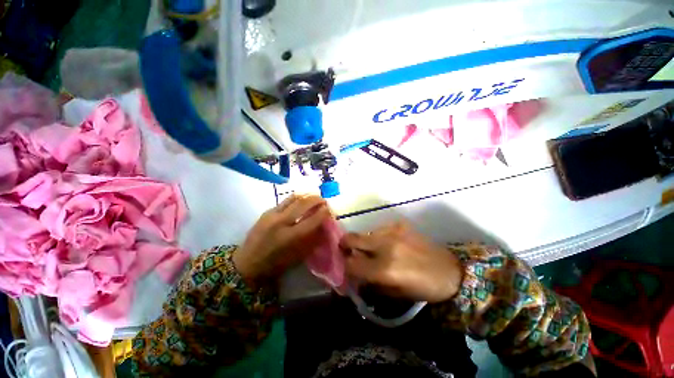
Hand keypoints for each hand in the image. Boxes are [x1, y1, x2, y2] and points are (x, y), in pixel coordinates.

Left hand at [233, 194, 332, 286]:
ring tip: (313, 196)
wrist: (248, 263)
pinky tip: (300, 201)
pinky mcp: (266, 212)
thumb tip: (323, 224)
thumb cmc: (276, 264)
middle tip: (323, 200)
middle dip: (316, 199)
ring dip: (306, 195)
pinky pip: (284, 201)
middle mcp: (281, 222)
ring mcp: (272, 215)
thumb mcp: (299, 255)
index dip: (323, 212)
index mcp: (291, 237)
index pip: (313, 219)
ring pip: (293, 198)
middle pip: (303, 204)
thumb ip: (312, 238)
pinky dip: (295, 199)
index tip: (329, 209)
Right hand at [340, 221, 461, 302]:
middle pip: (351, 238)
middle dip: (345, 245)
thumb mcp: (394, 293)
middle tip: (348, 251)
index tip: (345, 267)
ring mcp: (392, 231)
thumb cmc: (423, 288)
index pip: (351, 264)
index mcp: (384, 269)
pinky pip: (379, 229)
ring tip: (374, 250)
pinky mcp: (399, 224)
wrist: (451, 270)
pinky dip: (378, 238)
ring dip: (364, 242)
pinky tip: (389, 244)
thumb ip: (370, 283)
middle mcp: (385, 246)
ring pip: (365, 233)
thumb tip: (353, 274)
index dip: (344, 266)